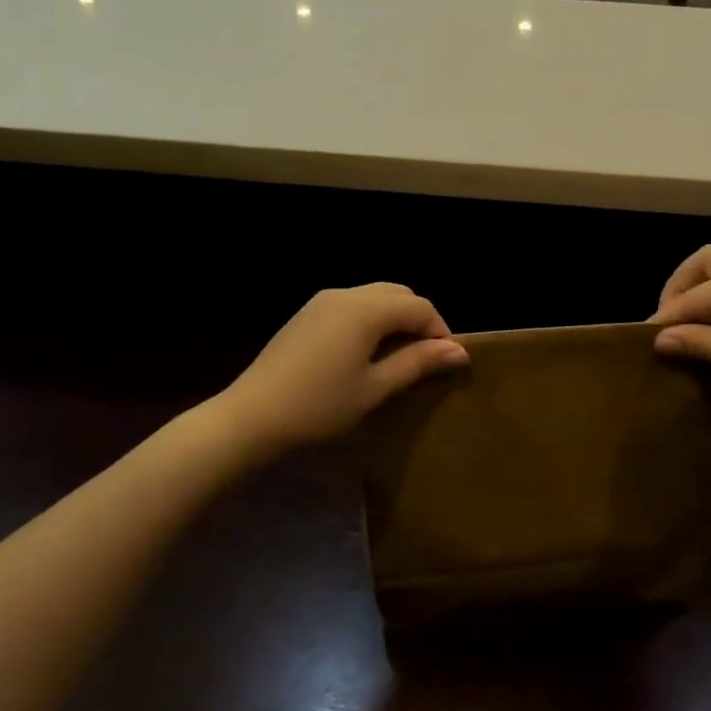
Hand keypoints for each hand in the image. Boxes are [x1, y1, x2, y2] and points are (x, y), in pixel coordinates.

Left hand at [221, 284, 468, 456]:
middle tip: (424, 359)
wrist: (251, 417)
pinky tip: (366, 353)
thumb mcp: (375, 388)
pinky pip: (353, 304)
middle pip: (399, 294)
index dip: (440, 331)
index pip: (420, 306)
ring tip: (398, 357)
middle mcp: (346, 294)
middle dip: (419, 320)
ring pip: (376, 296)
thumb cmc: (320, 406)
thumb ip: (418, 363)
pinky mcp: (308, 313)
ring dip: (395, 319)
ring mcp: (323, 301)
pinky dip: (371, 319)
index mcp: (366, 309)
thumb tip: (459, 351)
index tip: (445, 364)